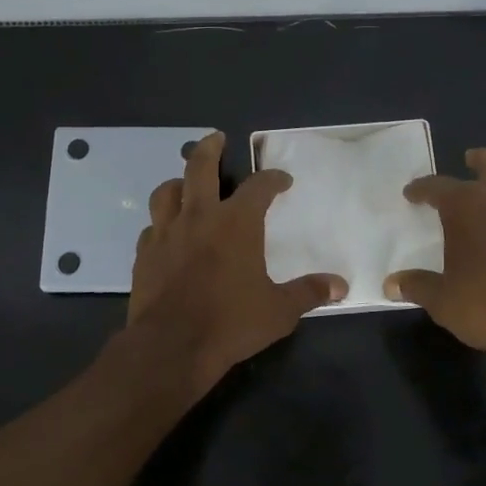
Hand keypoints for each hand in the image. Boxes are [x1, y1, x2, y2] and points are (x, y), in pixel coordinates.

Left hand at [128, 132, 346, 394]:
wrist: (171, 347)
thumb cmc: (231, 323)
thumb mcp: (279, 311)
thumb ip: (308, 293)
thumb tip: (341, 286)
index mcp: (236, 223)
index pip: (259, 187)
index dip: (273, 179)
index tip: (282, 180)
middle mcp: (199, 217)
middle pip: (199, 167)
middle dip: (210, 148)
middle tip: (217, 138)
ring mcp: (166, 233)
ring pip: (167, 192)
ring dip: (179, 182)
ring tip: (186, 183)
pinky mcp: (144, 254)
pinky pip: (152, 227)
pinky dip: (162, 222)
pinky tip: (167, 232)